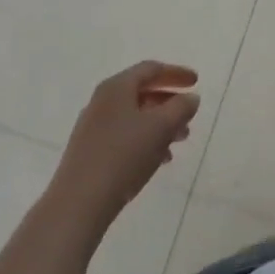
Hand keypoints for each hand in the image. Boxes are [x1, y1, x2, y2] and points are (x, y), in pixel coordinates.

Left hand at [52, 62, 199, 234]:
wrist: (78, 204)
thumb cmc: (123, 156)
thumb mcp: (161, 127)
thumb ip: (181, 108)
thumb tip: (190, 98)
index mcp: (116, 87)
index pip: (151, 69)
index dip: (176, 73)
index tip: (196, 82)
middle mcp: (102, 102)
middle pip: (142, 92)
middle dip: (169, 102)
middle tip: (189, 114)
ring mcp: (92, 127)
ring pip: (134, 116)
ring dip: (160, 124)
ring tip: (180, 140)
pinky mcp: (89, 152)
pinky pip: (124, 136)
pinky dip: (145, 140)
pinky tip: (158, 159)